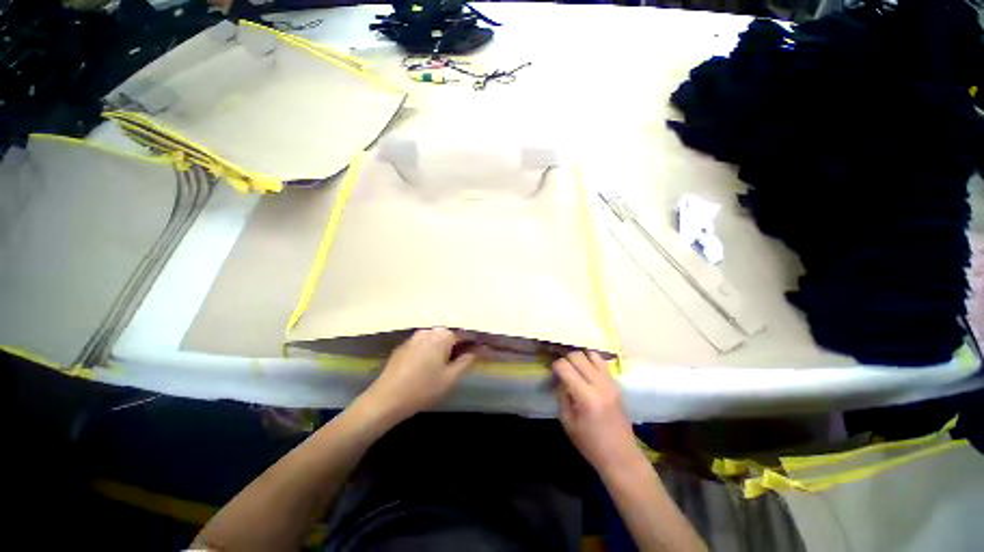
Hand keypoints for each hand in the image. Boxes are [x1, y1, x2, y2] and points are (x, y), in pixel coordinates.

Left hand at [361, 328, 478, 420]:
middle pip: (449, 335)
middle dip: (459, 345)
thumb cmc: (423, 388)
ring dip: (444, 347)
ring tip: (447, 363)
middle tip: (464, 360)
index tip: (482, 352)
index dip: (474, 343)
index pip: (465, 334)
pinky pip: (423, 344)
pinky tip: (429, 365)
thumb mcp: (451, 377)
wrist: (385, 400)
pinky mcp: (403, 346)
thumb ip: (467, 360)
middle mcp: (428, 331)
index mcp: (442, 335)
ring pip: (436, 339)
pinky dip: (431, 350)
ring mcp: (414, 337)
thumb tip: (479, 349)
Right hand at [554, 351, 639, 473]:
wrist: (621, 456)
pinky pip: (601, 362)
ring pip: (591, 354)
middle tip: (562, 370)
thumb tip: (560, 378)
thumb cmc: (590, 444)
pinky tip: (586, 371)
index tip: (553, 374)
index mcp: (586, 396)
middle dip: (566, 359)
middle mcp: (599, 384)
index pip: (565, 366)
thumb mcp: (567, 422)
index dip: (555, 367)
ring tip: (574, 368)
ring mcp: (610, 382)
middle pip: (577, 356)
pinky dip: (591, 361)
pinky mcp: (616, 383)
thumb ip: (562, 395)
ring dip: (579, 358)